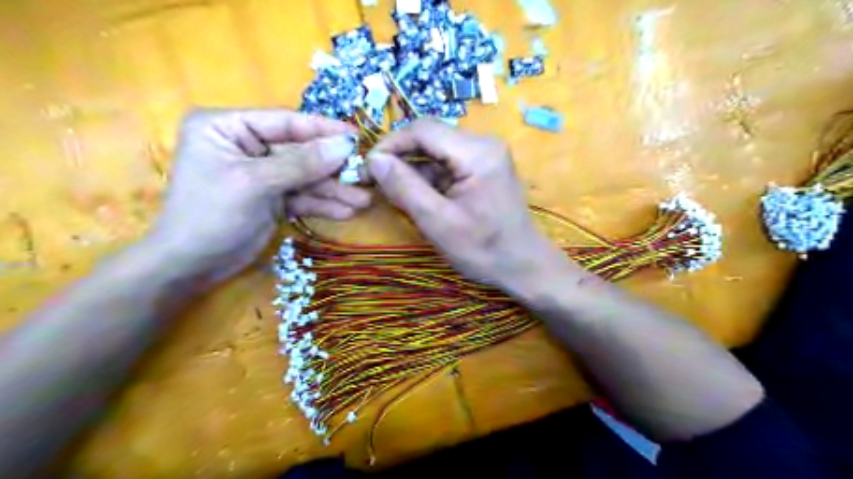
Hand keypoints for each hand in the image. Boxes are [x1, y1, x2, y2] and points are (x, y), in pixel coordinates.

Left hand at [147, 109, 373, 280]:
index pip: (285, 122)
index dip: (323, 129)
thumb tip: (345, 145)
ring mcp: (261, 174)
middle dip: (332, 169)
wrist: (191, 267)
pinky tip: (346, 212)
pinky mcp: (271, 198)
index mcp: (228, 127)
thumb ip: (302, 163)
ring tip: (363, 201)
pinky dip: (322, 204)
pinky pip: (302, 196)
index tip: (357, 136)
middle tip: (366, 176)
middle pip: (300, 152)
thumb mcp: (256, 184)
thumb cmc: (211, 215)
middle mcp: (246, 146)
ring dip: (333, 190)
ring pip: (305, 177)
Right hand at [368, 119, 579, 299]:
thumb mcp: (438, 222)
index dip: (390, 144)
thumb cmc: (483, 249)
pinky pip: (448, 164)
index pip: (423, 129)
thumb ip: (404, 187)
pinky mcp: (484, 168)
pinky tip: (419, 198)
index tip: (367, 167)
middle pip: (430, 138)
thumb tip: (374, 159)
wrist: (523, 266)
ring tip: (395, 195)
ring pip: (436, 152)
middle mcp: (484, 144)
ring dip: (413, 170)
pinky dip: (429, 179)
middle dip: (400, 158)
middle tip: (376, 182)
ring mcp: (486, 155)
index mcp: (477, 152)